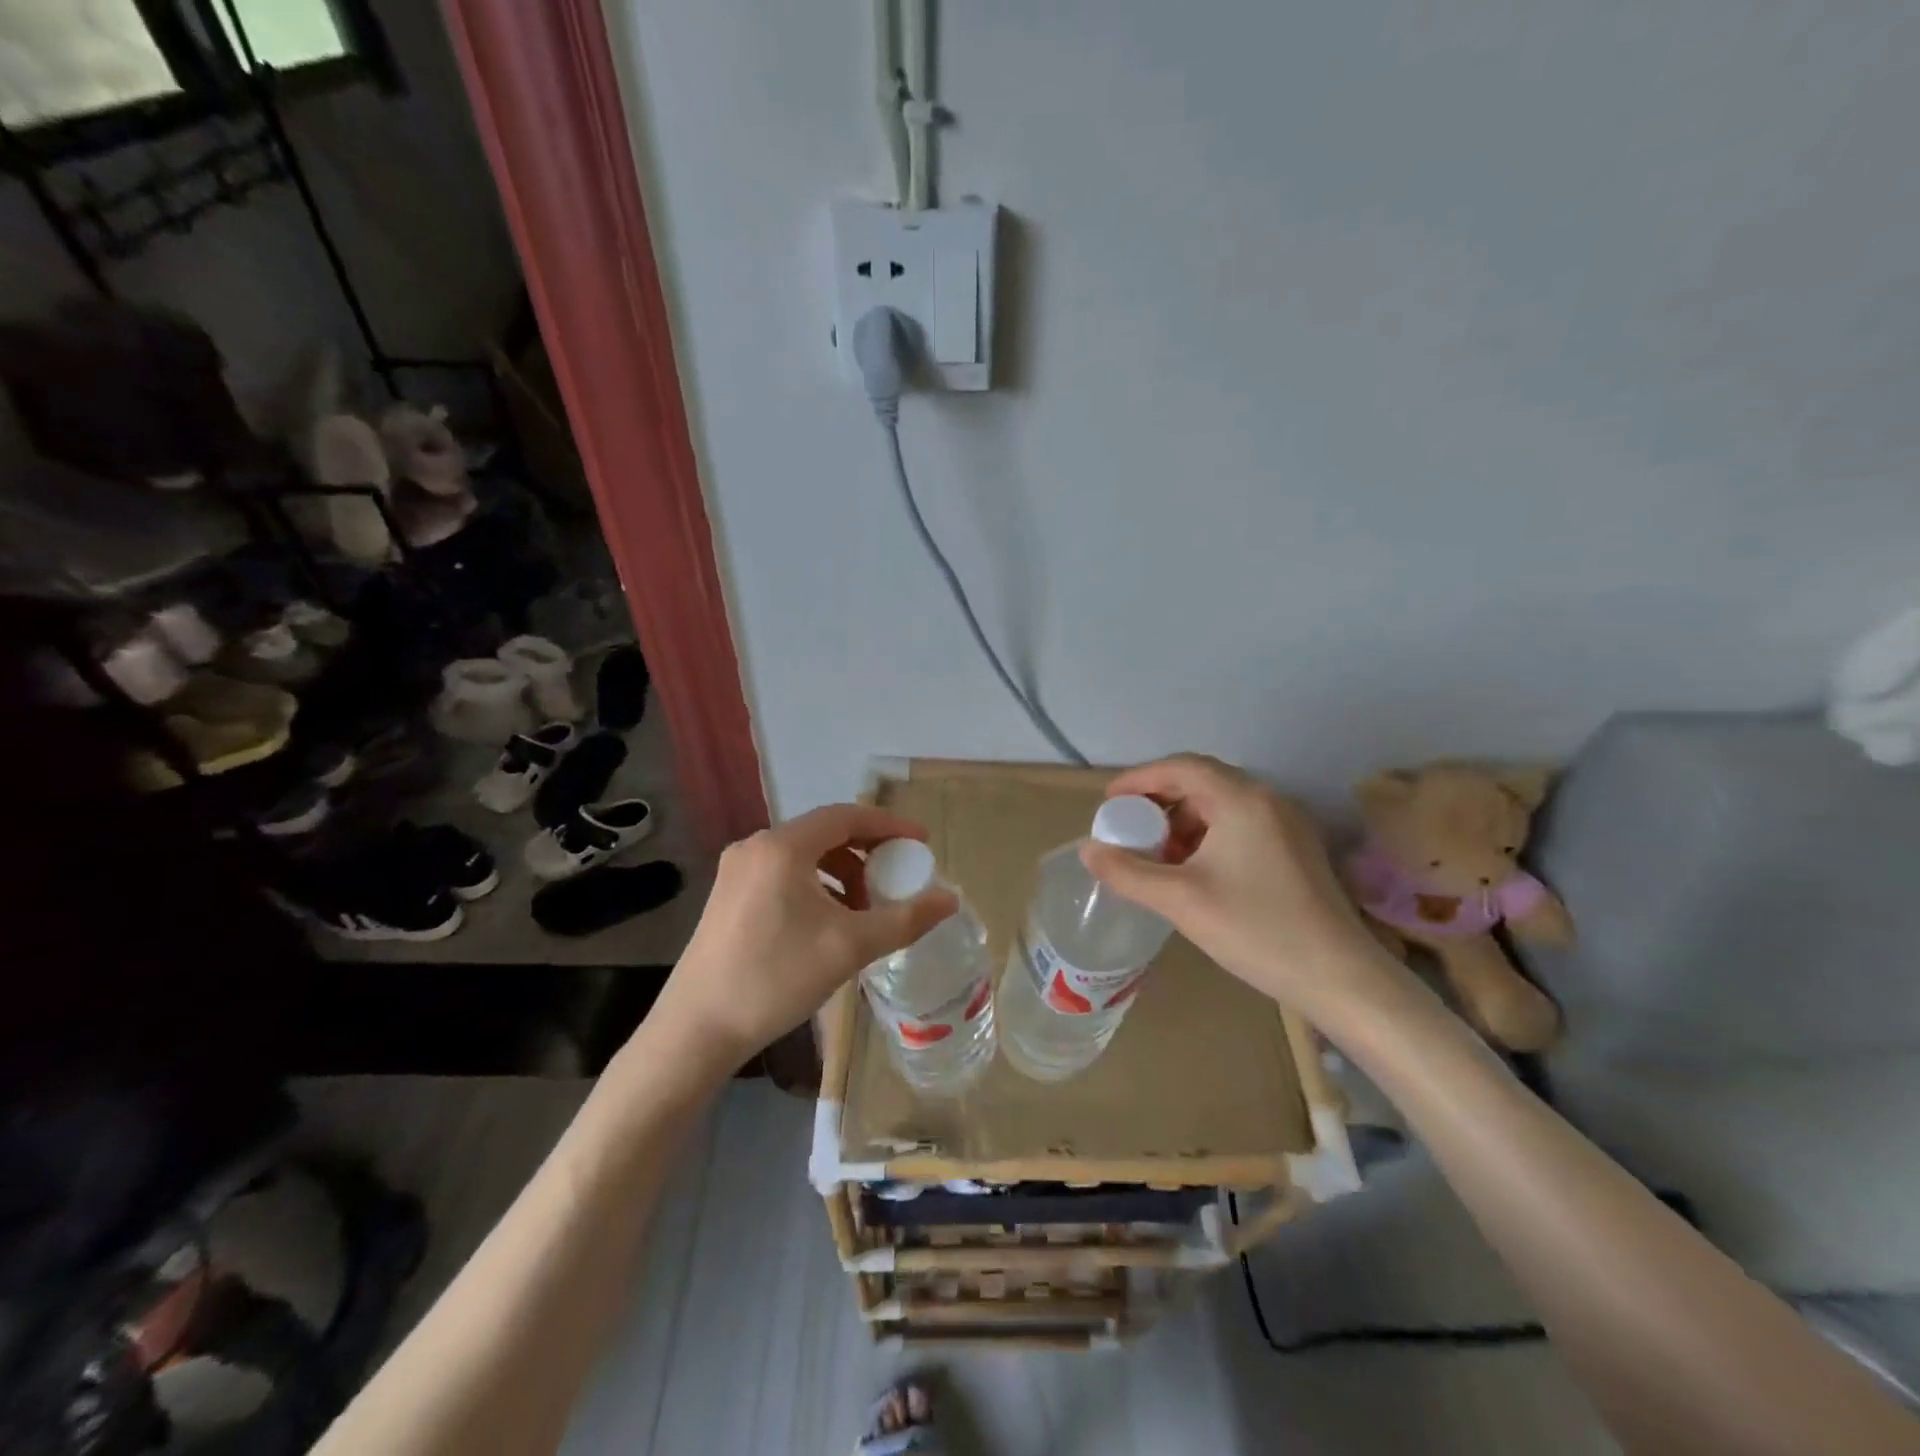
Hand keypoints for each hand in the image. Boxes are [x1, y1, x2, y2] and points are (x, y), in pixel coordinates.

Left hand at [654, 804, 958, 1064]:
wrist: (697, 1029)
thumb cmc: (776, 979)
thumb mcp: (849, 947)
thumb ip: (905, 919)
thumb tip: (951, 900)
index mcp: (783, 847)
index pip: (846, 816)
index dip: (888, 826)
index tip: (920, 844)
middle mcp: (756, 846)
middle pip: (824, 833)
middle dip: (866, 852)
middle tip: (896, 876)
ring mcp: (736, 870)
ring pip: (804, 855)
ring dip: (841, 872)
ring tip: (864, 907)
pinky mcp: (728, 895)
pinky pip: (784, 873)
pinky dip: (815, 885)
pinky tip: (828, 921)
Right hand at [1081, 755, 1402, 1026]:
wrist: (1340, 977)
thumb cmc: (1256, 929)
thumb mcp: (1180, 900)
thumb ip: (1128, 871)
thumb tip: (1088, 850)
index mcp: (1241, 800)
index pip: (1180, 767)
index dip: (1139, 779)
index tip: (1108, 801)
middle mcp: (1267, 800)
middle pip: (1202, 782)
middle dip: (1159, 801)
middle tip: (1129, 828)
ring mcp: (1287, 825)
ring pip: (1222, 805)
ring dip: (1183, 821)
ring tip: (1158, 855)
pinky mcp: (1297, 850)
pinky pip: (1241, 825)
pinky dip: (1208, 836)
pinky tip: (1195, 871)